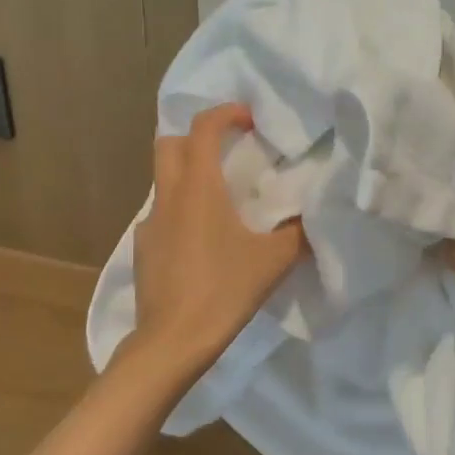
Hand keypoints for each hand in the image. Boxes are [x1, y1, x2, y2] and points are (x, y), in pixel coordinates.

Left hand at [129, 104, 306, 372]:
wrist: (172, 341)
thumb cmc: (223, 290)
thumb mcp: (273, 261)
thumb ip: (297, 233)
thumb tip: (312, 217)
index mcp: (198, 188)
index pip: (203, 128)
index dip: (226, 114)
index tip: (249, 121)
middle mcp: (167, 196)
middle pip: (170, 144)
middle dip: (197, 138)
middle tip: (228, 152)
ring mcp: (149, 223)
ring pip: (163, 181)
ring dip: (188, 176)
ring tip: (220, 201)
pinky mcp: (142, 249)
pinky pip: (161, 215)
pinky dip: (180, 212)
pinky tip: (201, 242)